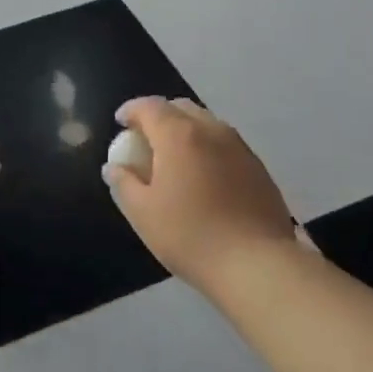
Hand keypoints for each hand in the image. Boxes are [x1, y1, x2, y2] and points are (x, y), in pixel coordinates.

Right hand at [103, 97, 296, 293]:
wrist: (258, 265)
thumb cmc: (191, 236)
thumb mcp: (143, 214)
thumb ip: (123, 183)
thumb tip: (114, 168)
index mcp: (179, 135)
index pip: (149, 106)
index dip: (131, 110)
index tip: (120, 122)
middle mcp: (211, 130)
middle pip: (180, 108)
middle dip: (159, 116)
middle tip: (146, 140)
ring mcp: (239, 147)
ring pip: (206, 123)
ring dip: (186, 130)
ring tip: (175, 158)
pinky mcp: (258, 167)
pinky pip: (225, 144)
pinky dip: (207, 147)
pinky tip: (204, 176)